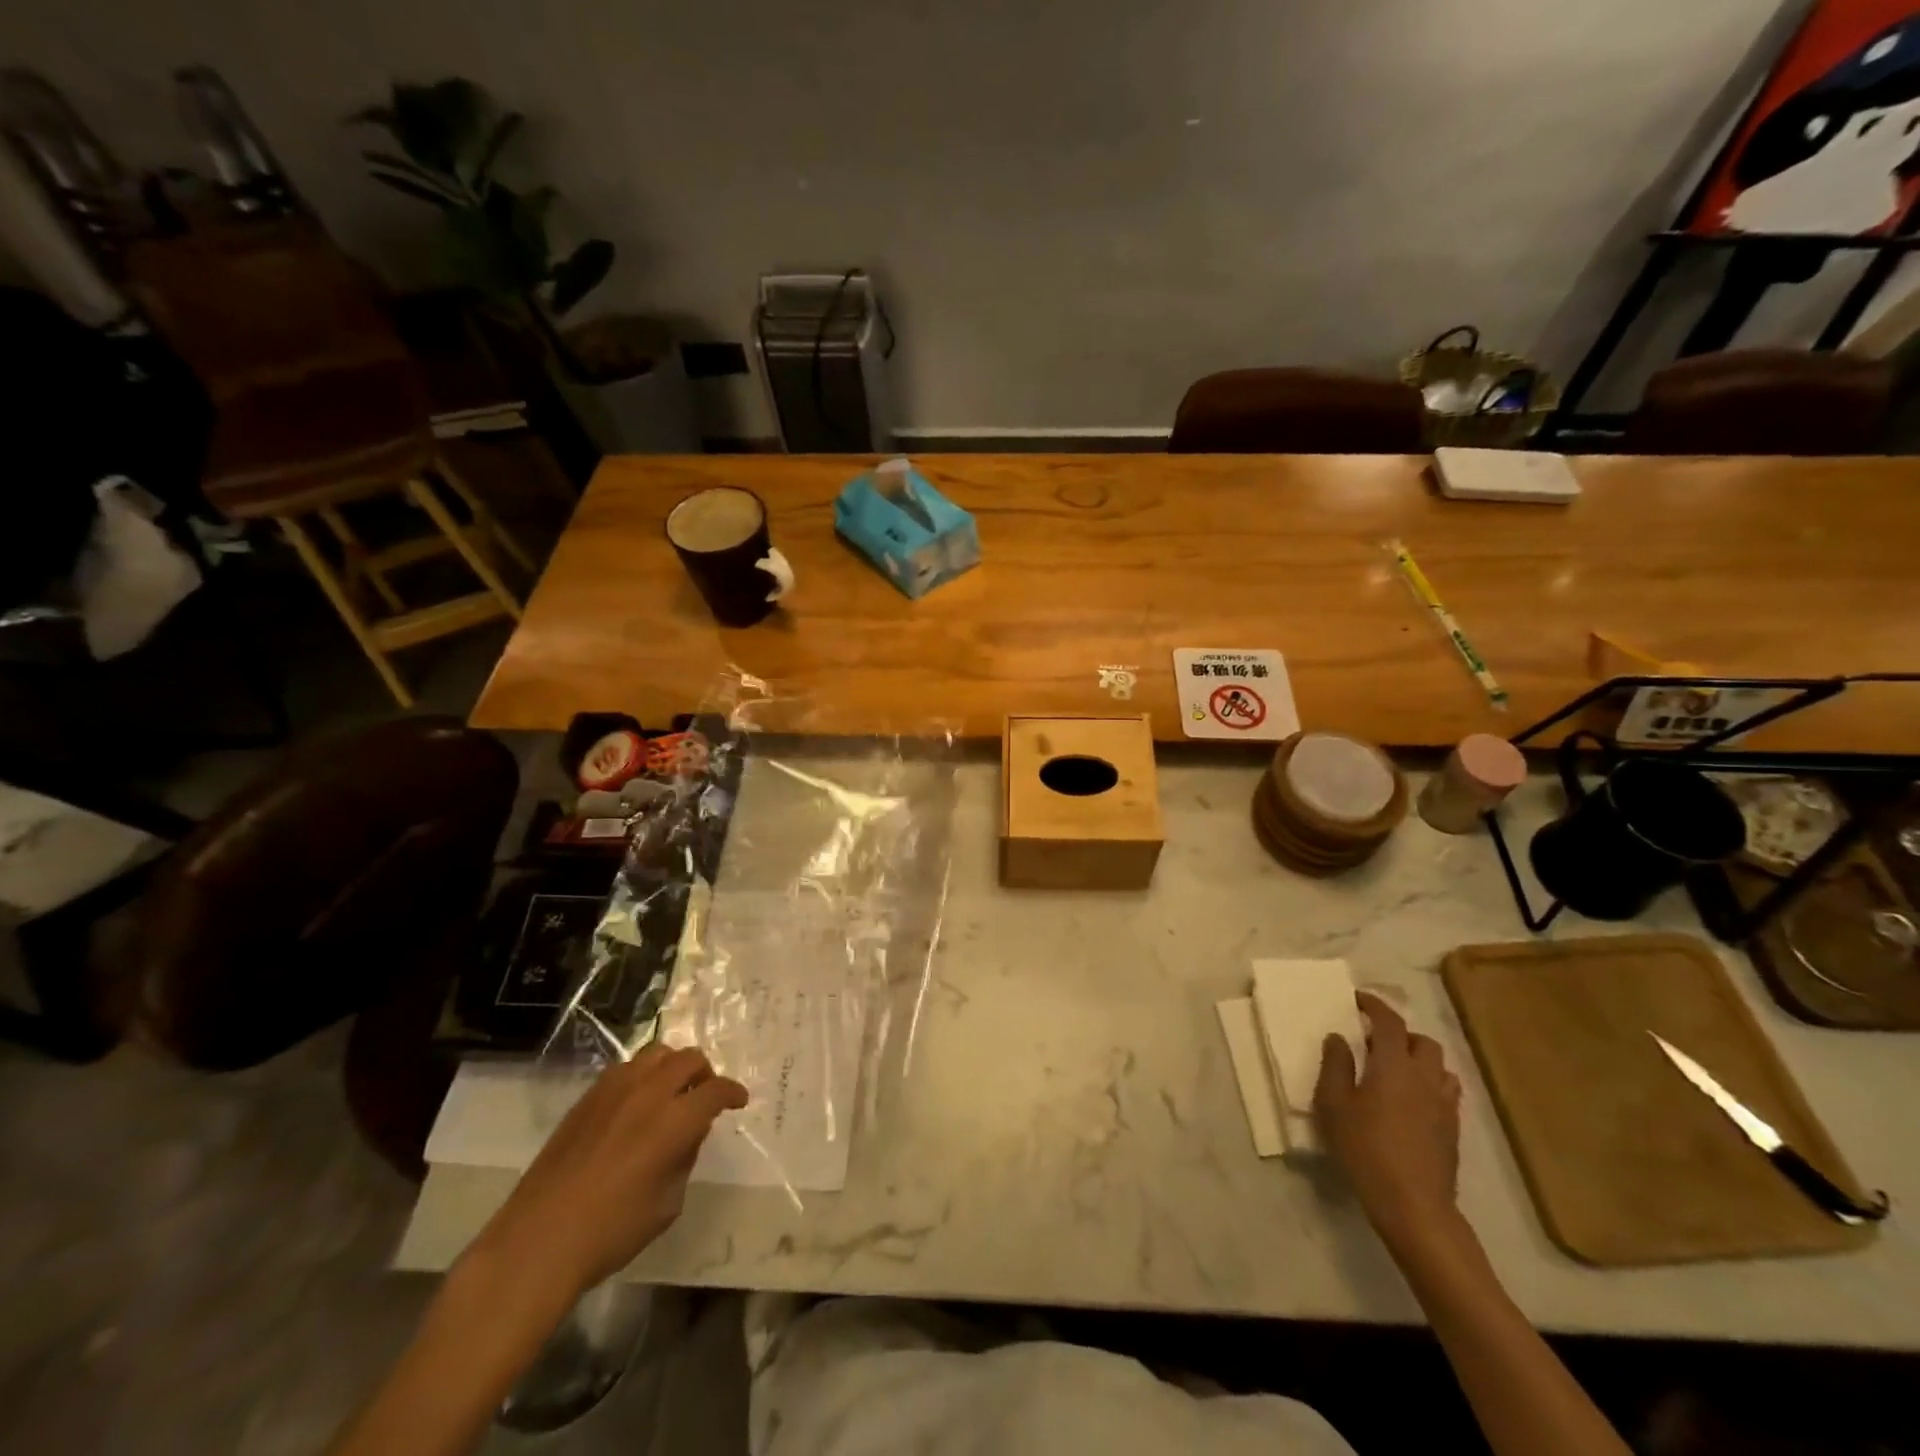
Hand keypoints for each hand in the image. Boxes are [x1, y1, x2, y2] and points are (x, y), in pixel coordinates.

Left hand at [473, 1045, 747, 1301]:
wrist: (537, 1243)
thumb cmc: (611, 1232)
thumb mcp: (667, 1203)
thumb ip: (685, 1158)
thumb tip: (688, 1134)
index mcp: (675, 1120)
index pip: (716, 1090)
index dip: (733, 1093)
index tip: (738, 1102)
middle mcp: (649, 1093)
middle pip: (688, 1059)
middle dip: (705, 1074)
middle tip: (704, 1096)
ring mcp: (614, 1090)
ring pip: (656, 1053)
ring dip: (672, 1066)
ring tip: (671, 1091)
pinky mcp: (587, 1098)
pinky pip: (625, 1068)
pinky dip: (642, 1075)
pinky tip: (636, 1102)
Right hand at [1315, 992, 1462, 1243]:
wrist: (1414, 1205)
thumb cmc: (1366, 1149)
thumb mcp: (1334, 1105)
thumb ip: (1335, 1066)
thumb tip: (1339, 1038)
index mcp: (1394, 1065)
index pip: (1389, 1022)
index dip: (1374, 1005)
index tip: (1358, 999)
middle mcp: (1425, 1077)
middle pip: (1422, 1041)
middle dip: (1400, 1034)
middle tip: (1374, 1042)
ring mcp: (1444, 1105)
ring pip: (1439, 1066)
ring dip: (1419, 1059)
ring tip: (1396, 1070)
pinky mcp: (1453, 1130)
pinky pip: (1446, 1092)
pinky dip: (1429, 1084)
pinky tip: (1412, 1101)